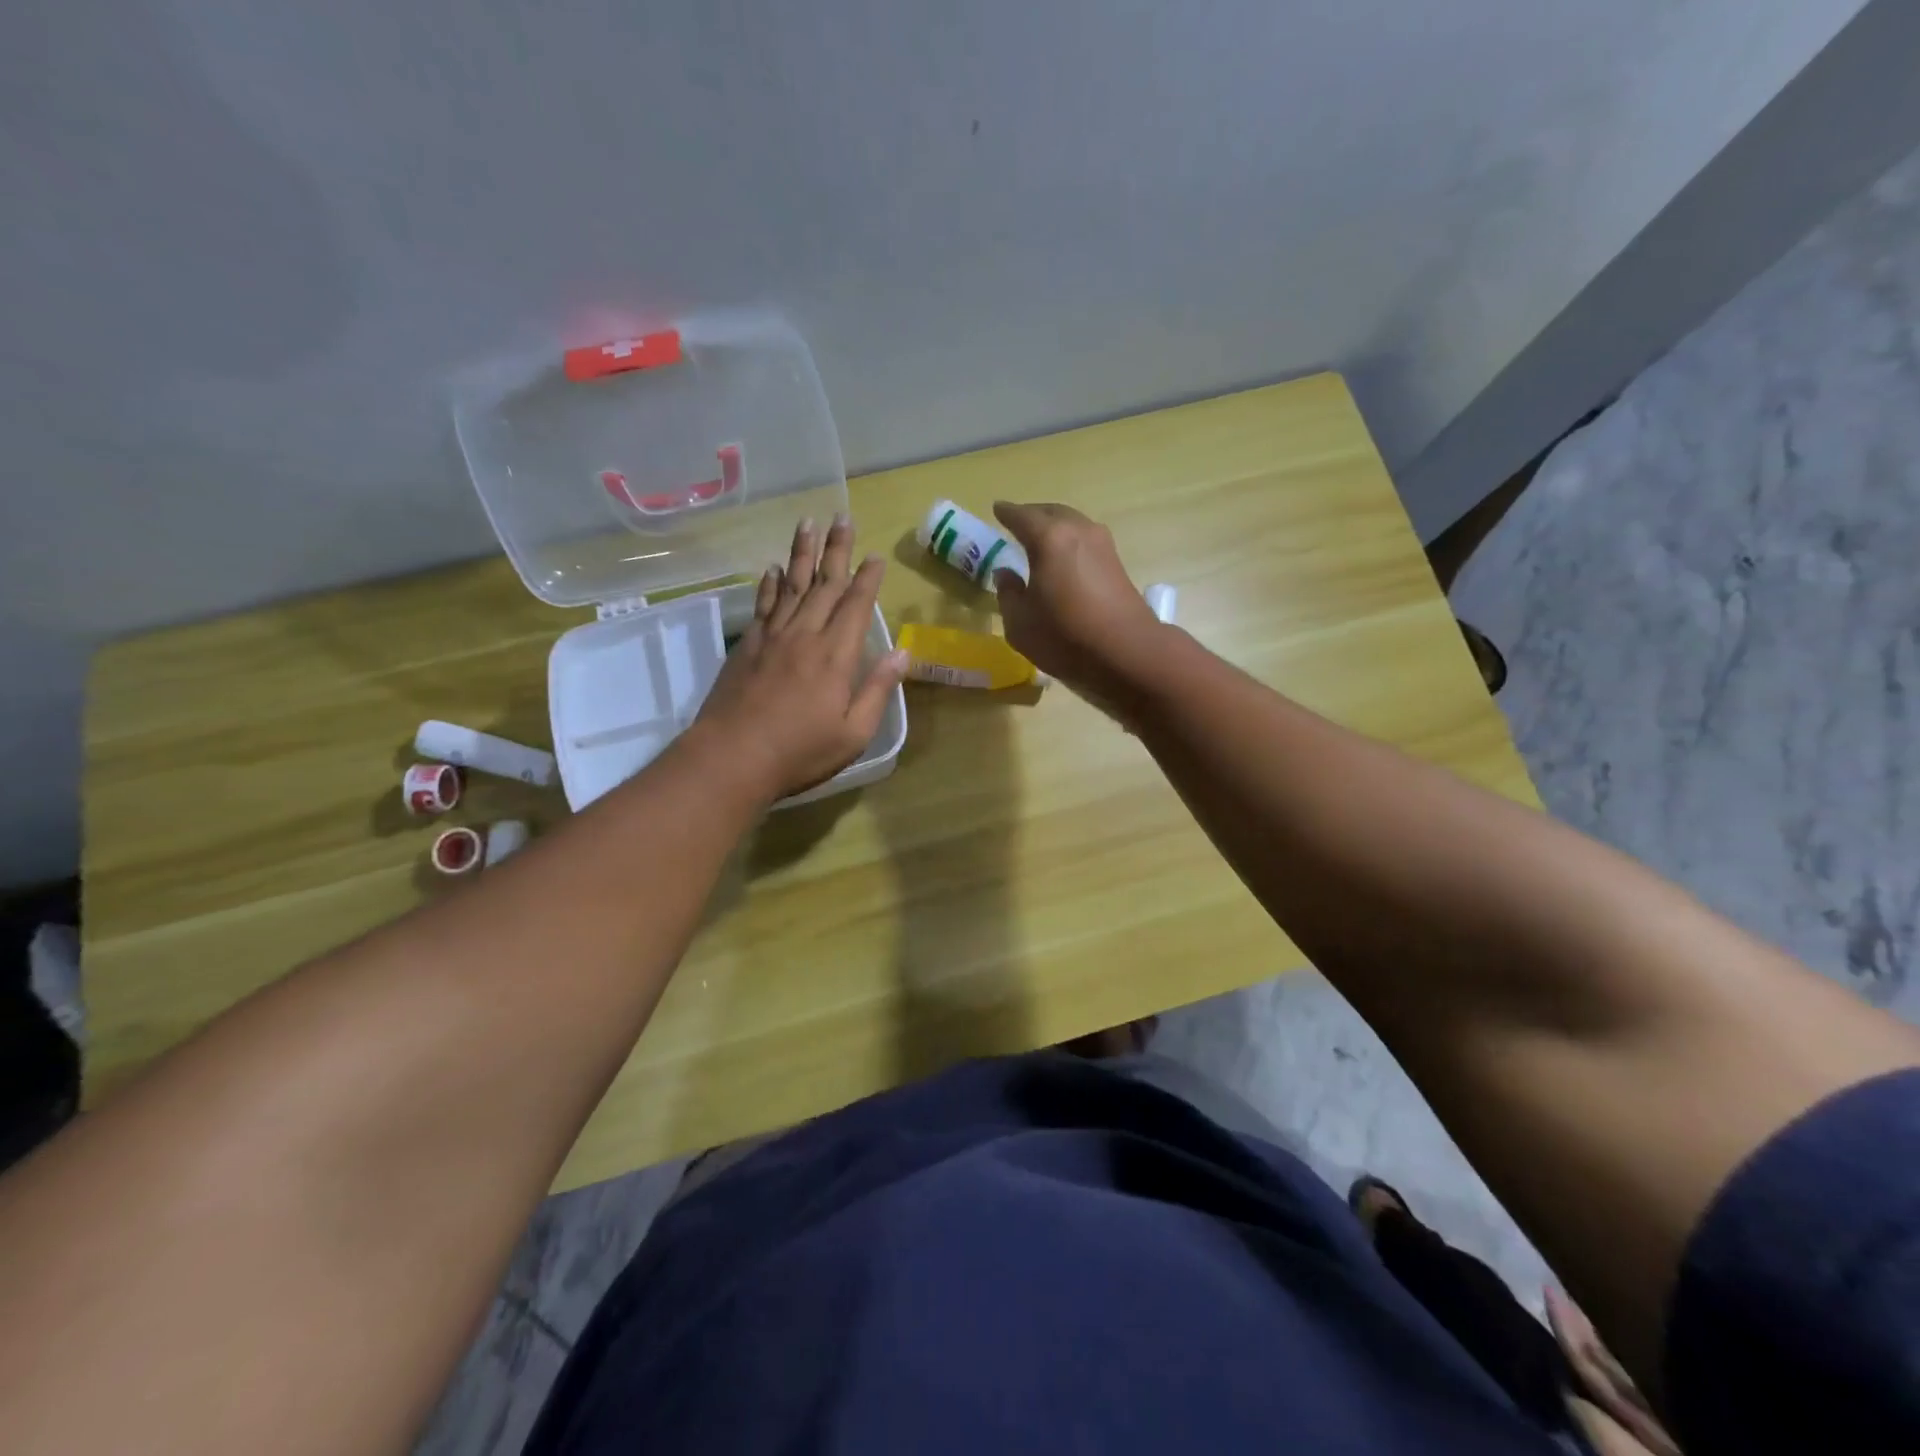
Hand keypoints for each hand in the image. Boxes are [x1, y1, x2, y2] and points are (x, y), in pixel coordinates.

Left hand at [694, 514, 909, 800]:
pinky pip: (763, 605)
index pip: (855, 605)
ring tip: (808, 523)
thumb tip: (903, 652)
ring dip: (802, 553)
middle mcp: (805, 636)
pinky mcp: (747, 646)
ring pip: (792, 585)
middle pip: (824, 584)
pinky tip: (774, 569)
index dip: (867, 579)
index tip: (876, 556)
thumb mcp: (854, 733)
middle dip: (836, 550)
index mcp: (836, 656)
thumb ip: (878, 690)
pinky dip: (770, 584)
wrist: (732, 757)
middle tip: (842, 517)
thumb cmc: (800, 752)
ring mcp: (772, 638)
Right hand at [991, 501, 1164, 702]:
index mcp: (1048, 538)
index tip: (997, 509)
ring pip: (1072, 522)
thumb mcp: (1020, 623)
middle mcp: (1077, 531)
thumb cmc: (1065, 637)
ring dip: (1054, 526)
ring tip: (1040, 539)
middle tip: (1017, 522)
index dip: (1006, 513)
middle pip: (1050, 512)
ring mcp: (1102, 544)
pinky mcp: (1116, 562)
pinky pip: (1085, 539)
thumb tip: (1005, 573)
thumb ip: (1008, 593)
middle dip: (1032, 514)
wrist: (1127, 652)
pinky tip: (1063, 557)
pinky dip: (1070, 541)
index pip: (1021, 516)